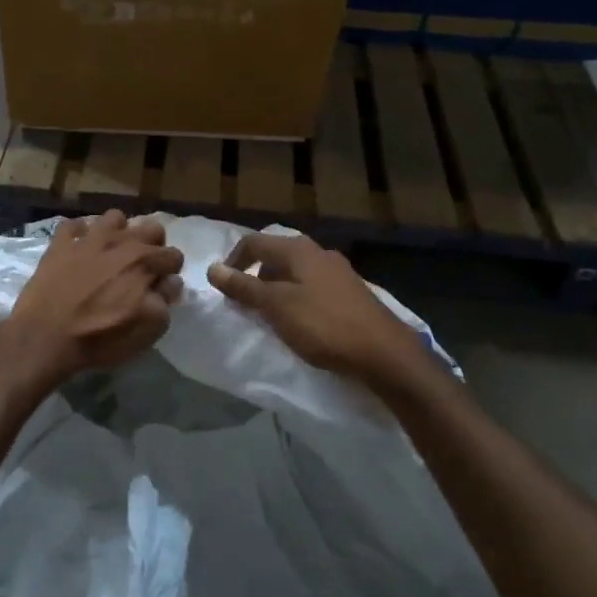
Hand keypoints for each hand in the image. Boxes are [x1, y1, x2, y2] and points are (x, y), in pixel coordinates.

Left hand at [7, 211, 184, 383]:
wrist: (45, 336)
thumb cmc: (100, 336)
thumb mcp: (146, 330)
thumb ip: (164, 302)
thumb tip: (170, 283)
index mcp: (144, 262)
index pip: (174, 255)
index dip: (171, 272)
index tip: (160, 286)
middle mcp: (119, 242)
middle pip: (151, 227)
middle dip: (153, 244)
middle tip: (141, 268)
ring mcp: (87, 239)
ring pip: (114, 218)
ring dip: (119, 232)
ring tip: (112, 253)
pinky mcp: (59, 244)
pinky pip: (73, 225)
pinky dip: (79, 234)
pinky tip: (78, 249)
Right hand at [207, 232, 420, 383]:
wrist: (384, 353)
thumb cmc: (324, 325)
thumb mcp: (276, 306)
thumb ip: (244, 287)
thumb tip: (212, 268)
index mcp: (298, 250)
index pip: (254, 243)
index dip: (232, 262)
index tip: (223, 288)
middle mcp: (319, 252)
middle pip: (276, 255)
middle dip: (255, 275)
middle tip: (245, 303)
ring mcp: (339, 272)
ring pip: (296, 272)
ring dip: (277, 288)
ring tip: (271, 315)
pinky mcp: (352, 293)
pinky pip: (314, 287)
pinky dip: (298, 298)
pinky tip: (301, 321)